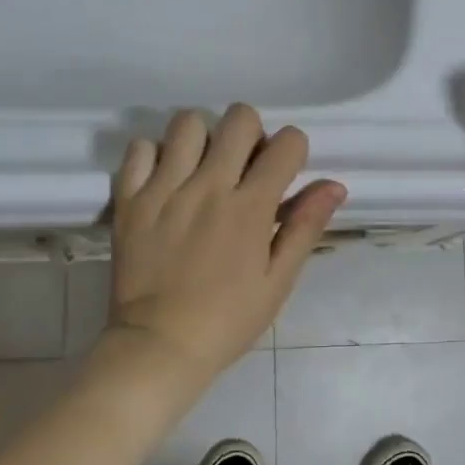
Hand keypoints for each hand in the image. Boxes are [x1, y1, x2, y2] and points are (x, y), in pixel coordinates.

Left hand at [106, 104, 346, 382]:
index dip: (293, 150)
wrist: (158, 347)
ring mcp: (164, 188)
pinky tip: (165, 178)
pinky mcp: (129, 198)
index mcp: (250, 207)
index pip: (287, 142)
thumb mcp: (278, 280)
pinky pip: (139, 147)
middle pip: (239, 118)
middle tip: (244, 166)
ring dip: (203, 137)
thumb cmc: (227, 319)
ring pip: (188, 122)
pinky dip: (155, 154)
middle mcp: (208, 186)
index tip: (284, 172)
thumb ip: (305, 227)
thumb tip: (335, 185)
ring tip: (202, 167)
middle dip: (252, 132)